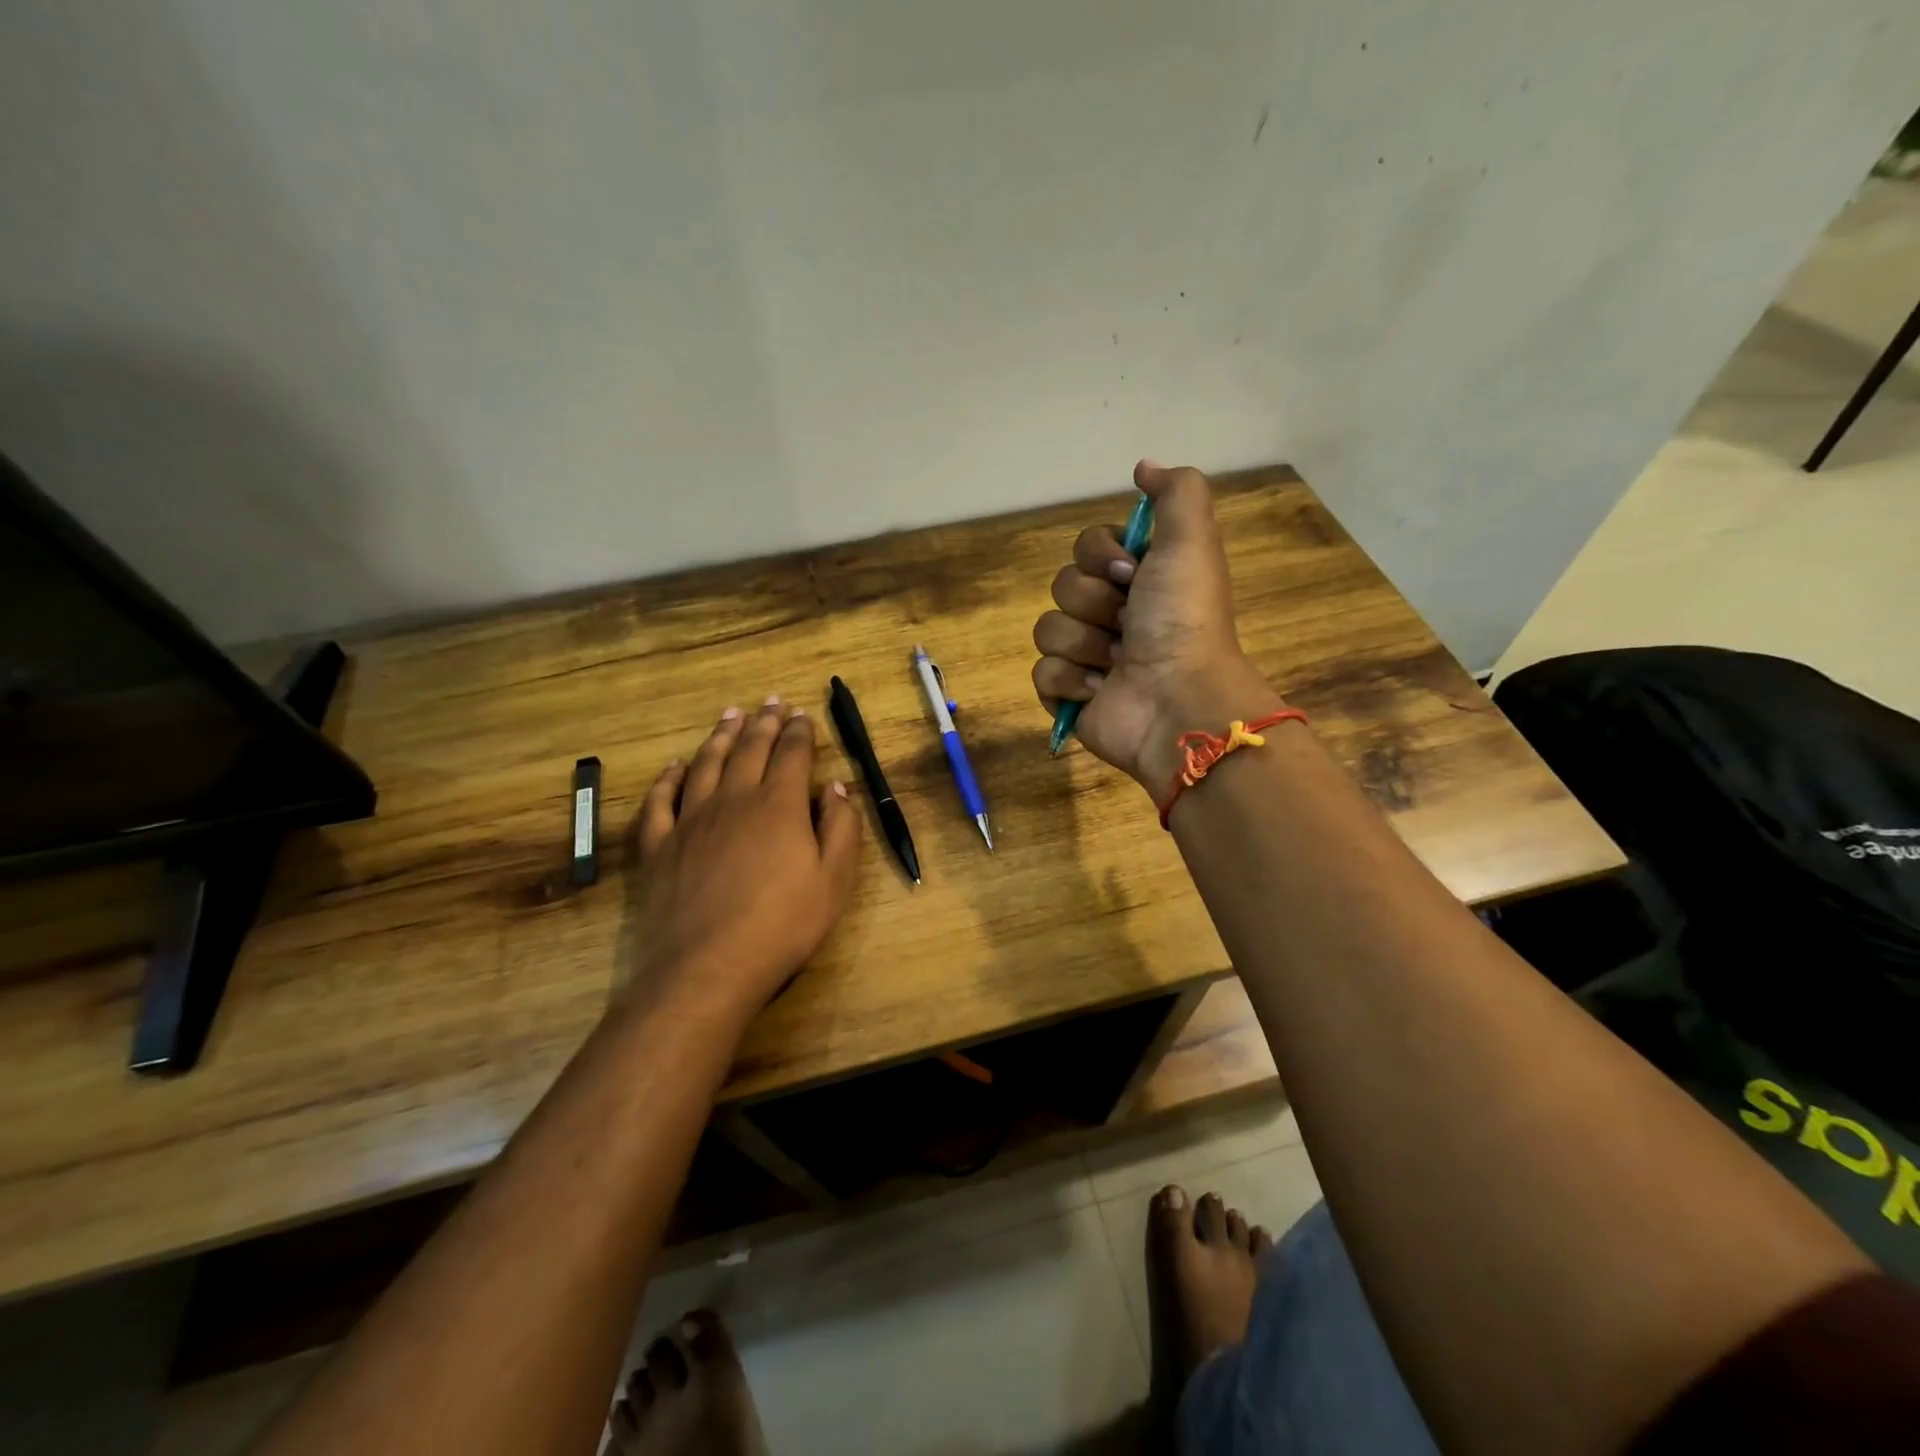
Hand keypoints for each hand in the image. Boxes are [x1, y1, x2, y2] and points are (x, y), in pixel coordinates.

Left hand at [628, 699, 861, 1023]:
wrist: (707, 966)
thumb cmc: (782, 925)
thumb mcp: (834, 881)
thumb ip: (841, 828)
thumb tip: (837, 787)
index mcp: (779, 805)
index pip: (792, 755)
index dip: (800, 732)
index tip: (803, 715)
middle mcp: (734, 800)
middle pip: (750, 750)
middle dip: (764, 723)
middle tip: (771, 703)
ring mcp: (691, 820)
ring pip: (706, 764)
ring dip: (720, 736)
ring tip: (730, 716)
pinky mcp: (660, 846)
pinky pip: (661, 800)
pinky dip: (668, 778)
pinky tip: (675, 766)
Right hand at [1032, 461, 1283, 790]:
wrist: (1177, 700)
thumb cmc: (1184, 620)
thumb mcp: (1192, 540)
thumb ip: (1176, 492)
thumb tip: (1143, 467)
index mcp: (1139, 579)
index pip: (1087, 546)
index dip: (1102, 556)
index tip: (1131, 574)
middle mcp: (1113, 613)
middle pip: (1063, 584)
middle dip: (1094, 603)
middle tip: (1128, 624)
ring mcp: (1088, 656)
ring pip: (1048, 628)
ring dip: (1083, 644)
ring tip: (1116, 663)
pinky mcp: (1070, 695)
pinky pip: (1042, 672)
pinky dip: (1069, 681)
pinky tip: (1099, 690)